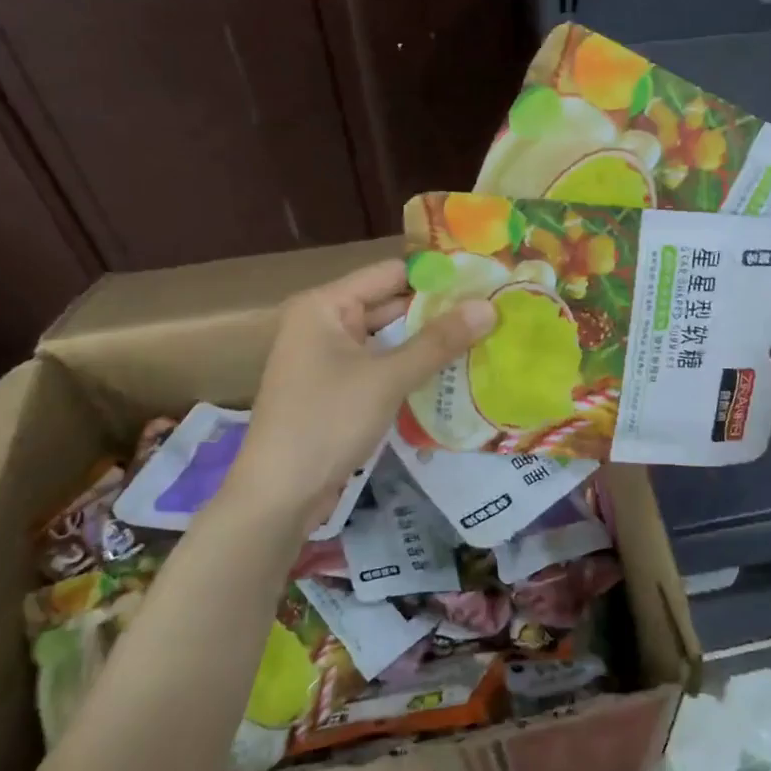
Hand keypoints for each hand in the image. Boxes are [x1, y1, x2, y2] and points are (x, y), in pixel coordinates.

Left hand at [222, 259, 494, 535]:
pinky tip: (452, 372)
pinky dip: (411, 366)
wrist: (278, 496)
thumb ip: (439, 342)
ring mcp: (329, 358)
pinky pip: (381, 365)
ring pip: (388, 338)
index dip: (436, 276)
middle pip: (389, 304)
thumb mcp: (387, 378)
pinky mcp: (337, 389)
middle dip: (438, 310)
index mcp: (324, 305)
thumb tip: (490, 307)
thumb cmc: (326, 422)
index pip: (390, 273)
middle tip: (493, 311)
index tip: (485, 280)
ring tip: (483, 337)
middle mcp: (324, 323)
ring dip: (428, 341)